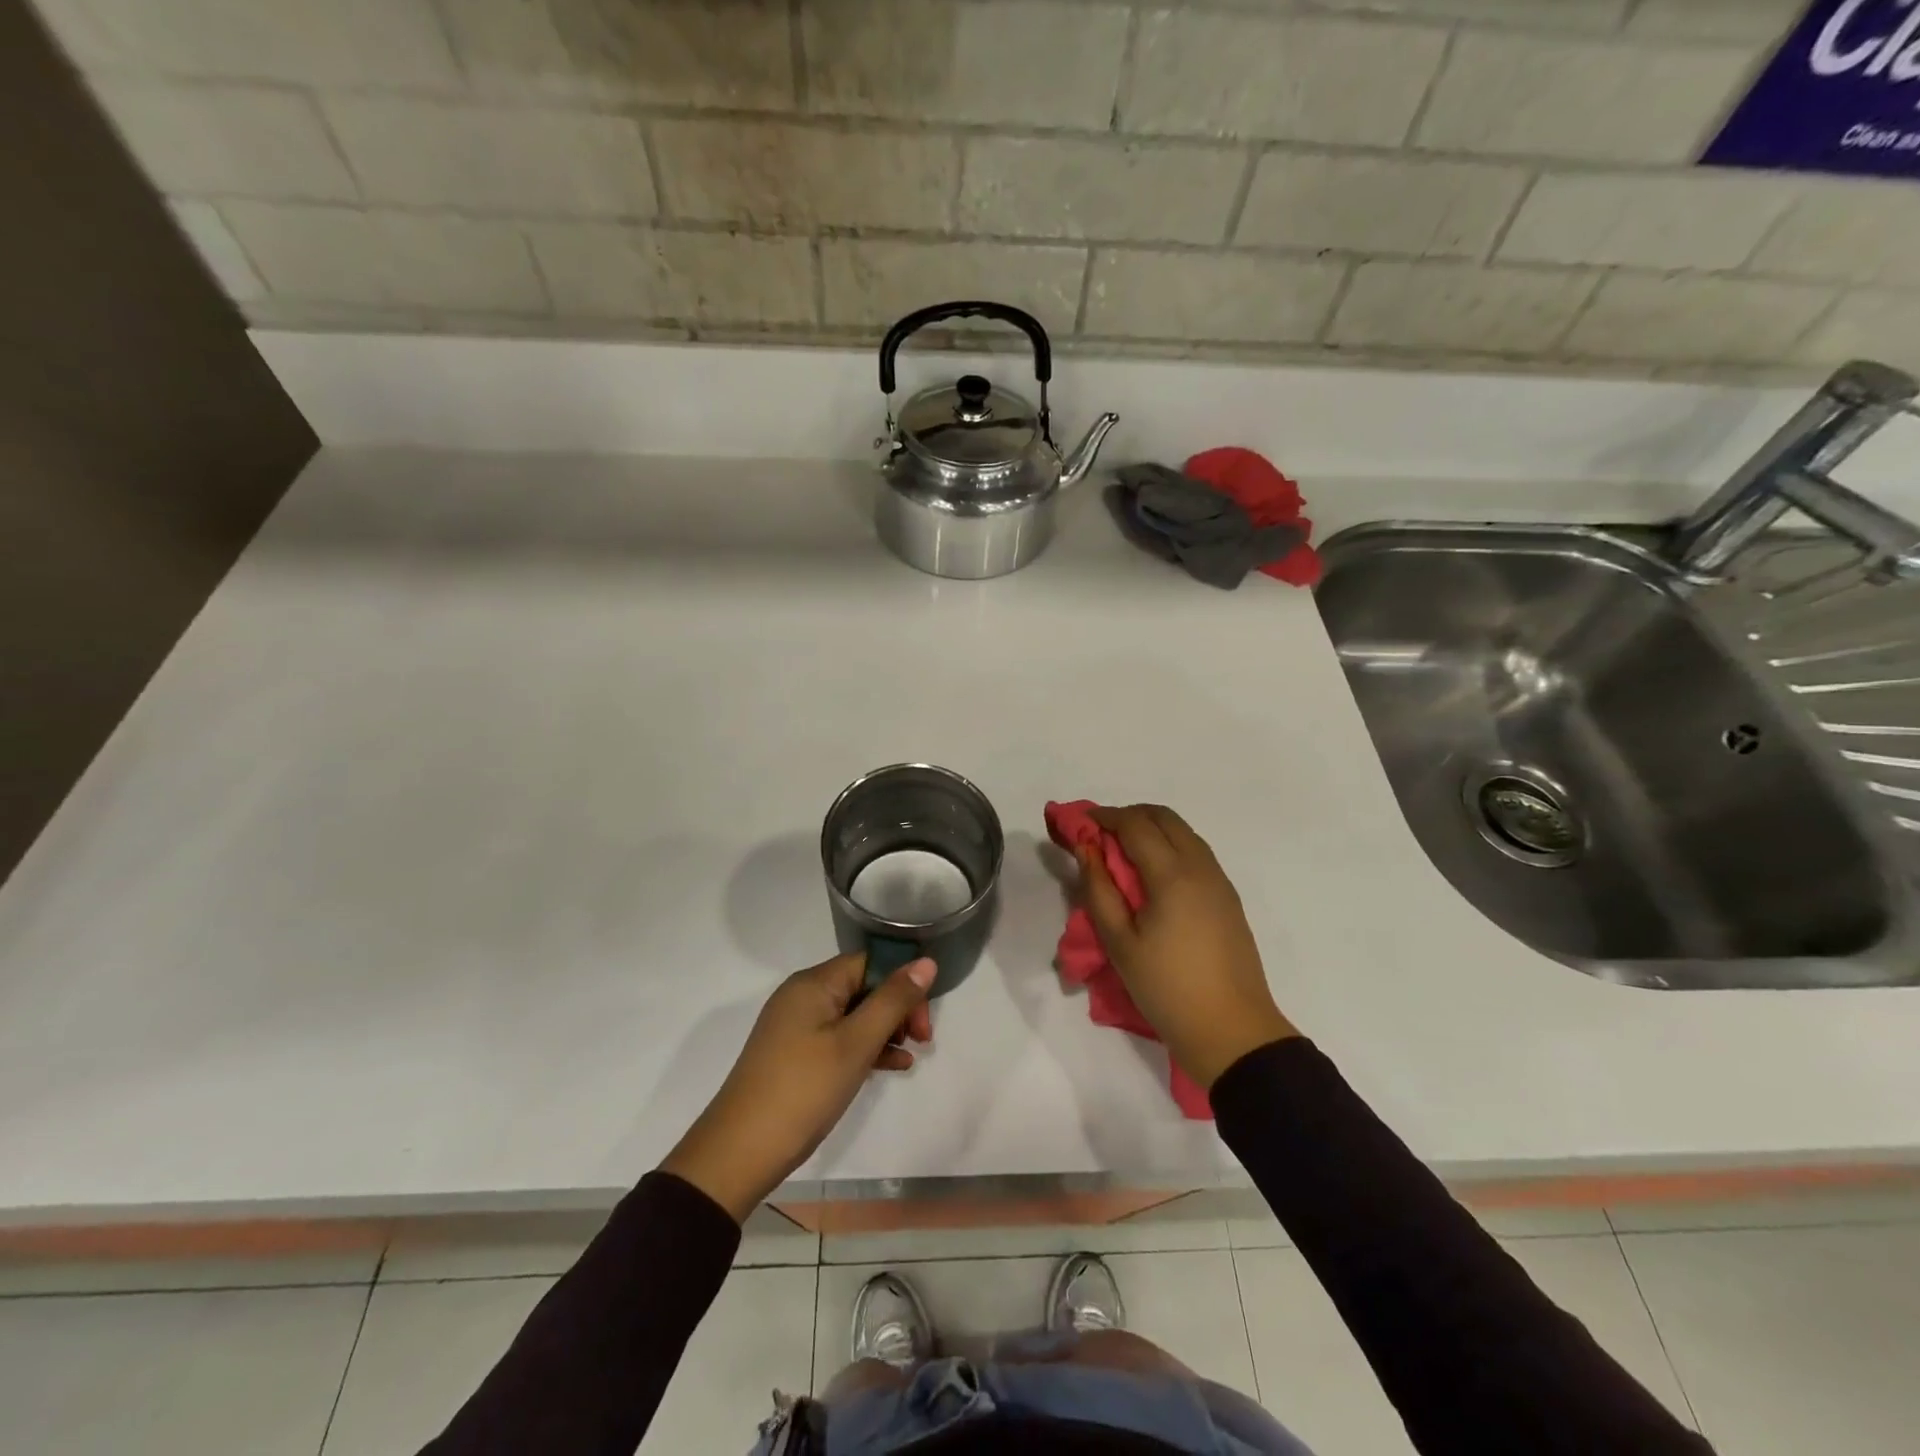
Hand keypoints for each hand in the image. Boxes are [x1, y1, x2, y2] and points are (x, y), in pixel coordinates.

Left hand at [660, 953, 935, 1221]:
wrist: (740, 1152)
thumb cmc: (803, 1089)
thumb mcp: (856, 1043)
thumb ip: (893, 1001)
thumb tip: (926, 961)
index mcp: (814, 983)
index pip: (870, 962)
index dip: (903, 984)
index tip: (923, 1021)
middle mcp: (803, 995)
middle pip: (863, 985)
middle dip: (897, 1009)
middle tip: (921, 1040)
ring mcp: (796, 1025)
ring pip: (853, 1014)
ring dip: (884, 1030)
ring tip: (909, 1056)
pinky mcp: (794, 1053)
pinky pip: (838, 1037)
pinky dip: (864, 1047)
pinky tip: (890, 1067)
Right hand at [1077, 804, 1297, 1090]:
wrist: (1232, 1031)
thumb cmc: (1167, 989)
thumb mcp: (1120, 943)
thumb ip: (1099, 889)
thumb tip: (1086, 849)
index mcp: (1172, 875)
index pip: (1135, 825)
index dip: (1105, 817)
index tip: (1081, 823)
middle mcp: (1201, 867)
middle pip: (1164, 818)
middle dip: (1130, 816)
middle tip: (1101, 834)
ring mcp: (1220, 881)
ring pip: (1184, 833)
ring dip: (1152, 829)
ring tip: (1123, 853)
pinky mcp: (1228, 898)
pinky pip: (1197, 853)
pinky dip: (1171, 846)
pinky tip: (1153, 874)